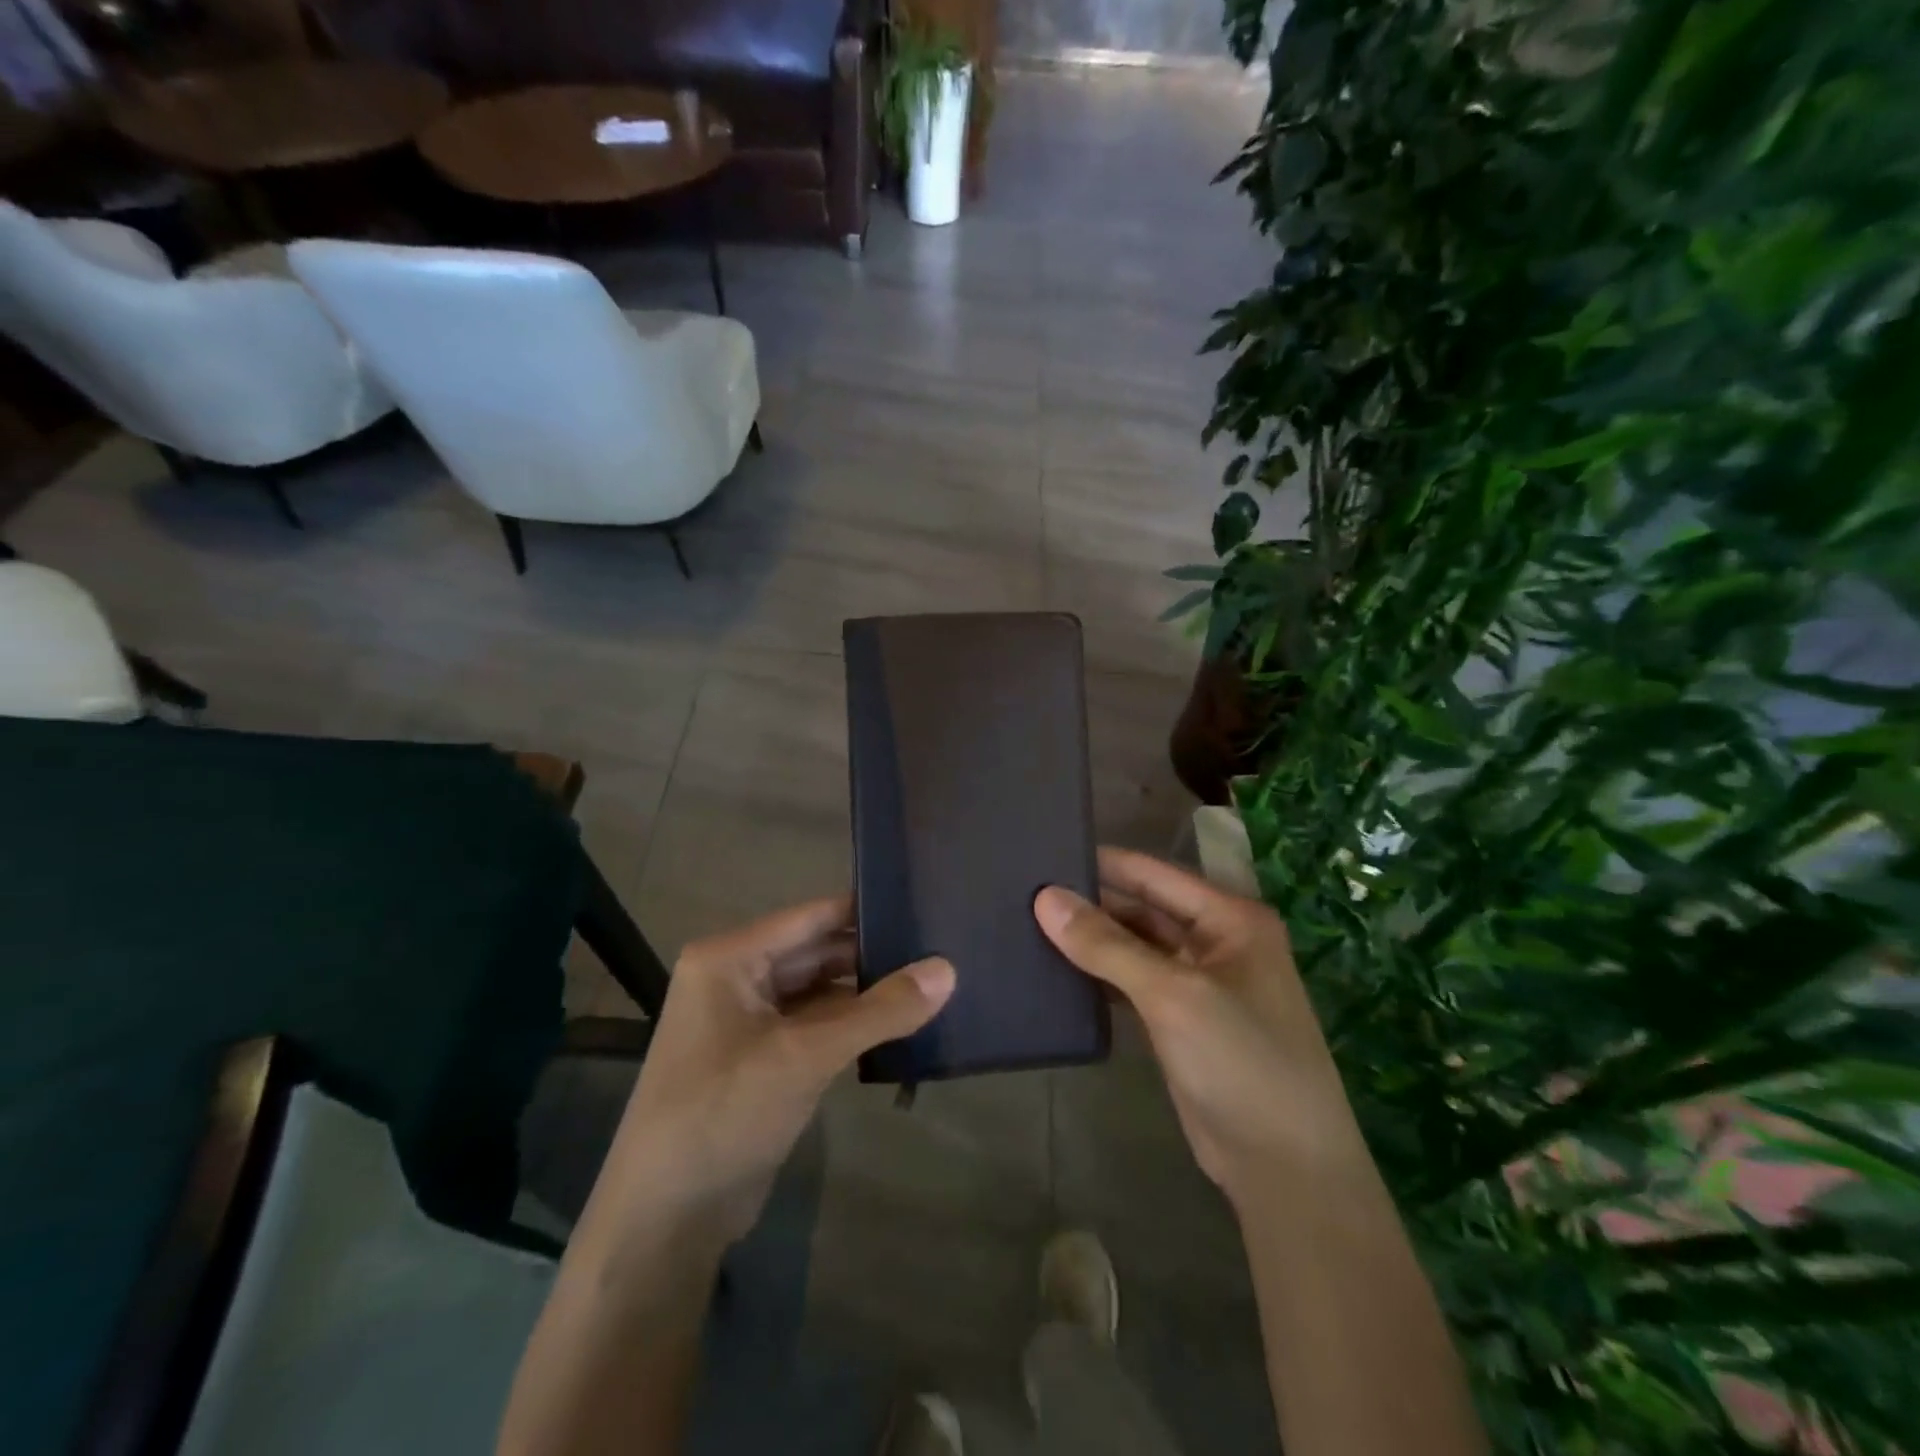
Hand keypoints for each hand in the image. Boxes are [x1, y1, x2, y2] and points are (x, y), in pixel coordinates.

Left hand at [600, 896, 953, 1243]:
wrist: (665, 1220)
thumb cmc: (725, 1115)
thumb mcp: (806, 1056)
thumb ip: (879, 1011)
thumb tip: (949, 969)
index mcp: (730, 958)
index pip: (811, 917)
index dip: (866, 910)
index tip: (923, 902)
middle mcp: (737, 977)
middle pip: (816, 951)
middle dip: (872, 953)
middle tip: (940, 945)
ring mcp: (748, 1020)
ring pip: (819, 990)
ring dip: (866, 991)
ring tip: (932, 979)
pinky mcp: (762, 1057)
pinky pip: (815, 1024)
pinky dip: (852, 1024)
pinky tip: (900, 1022)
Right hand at [1034, 848, 1368, 1209]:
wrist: (1285, 1169)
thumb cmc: (1240, 1063)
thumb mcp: (1172, 995)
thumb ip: (1107, 945)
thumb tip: (1045, 897)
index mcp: (1230, 918)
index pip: (1153, 873)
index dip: (1100, 863)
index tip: (1044, 853)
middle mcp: (1217, 941)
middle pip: (1143, 907)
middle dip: (1091, 902)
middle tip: (1024, 892)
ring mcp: (1200, 982)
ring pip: (1135, 946)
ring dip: (1092, 940)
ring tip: (1029, 924)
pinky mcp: (1182, 1019)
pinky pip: (1134, 982)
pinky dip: (1101, 975)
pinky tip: (1058, 970)